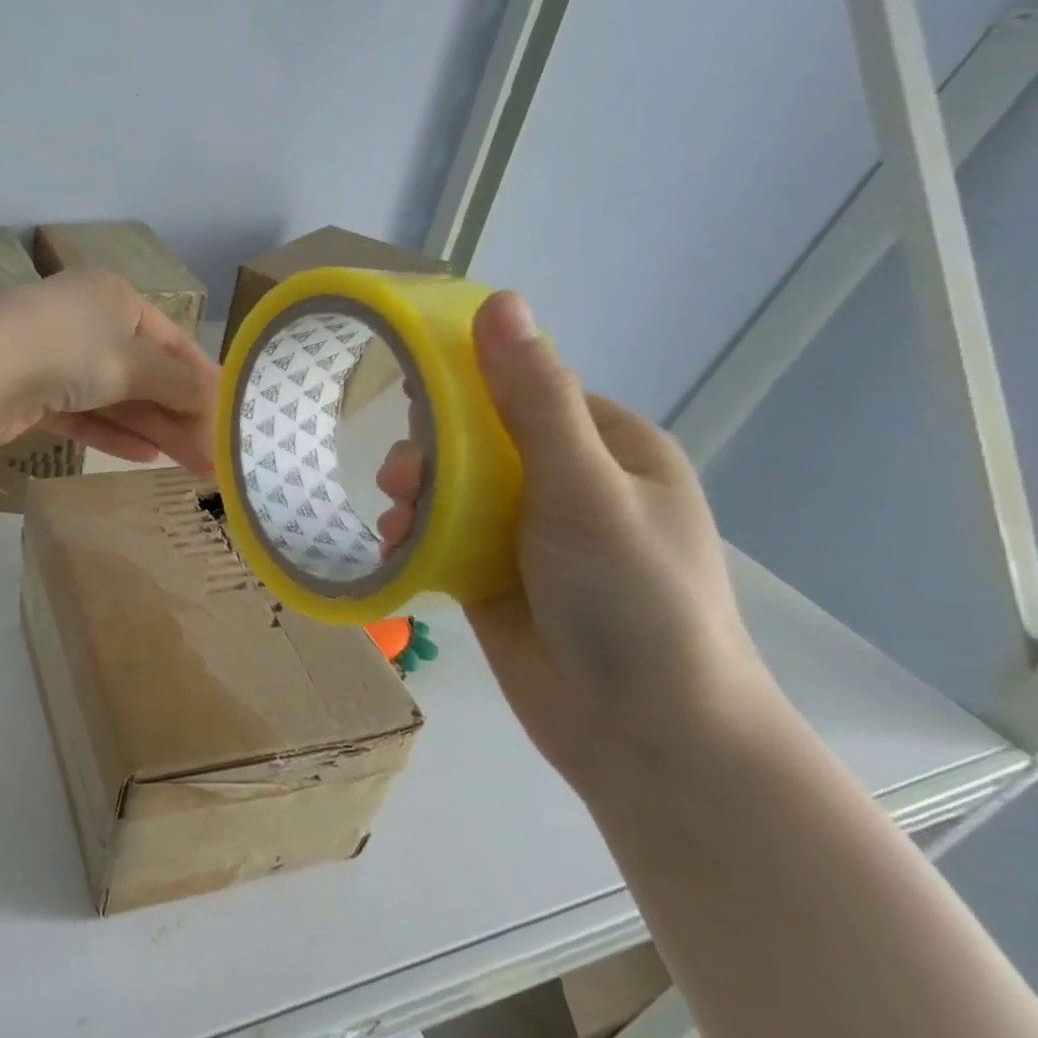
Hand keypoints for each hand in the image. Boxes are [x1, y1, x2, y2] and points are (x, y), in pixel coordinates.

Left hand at [0, 269, 219, 474]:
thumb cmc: (72, 351)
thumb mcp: (136, 363)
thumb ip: (179, 383)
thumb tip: (214, 397)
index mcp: (114, 297)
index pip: (171, 339)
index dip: (201, 378)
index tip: (226, 413)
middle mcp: (86, 321)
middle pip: (144, 374)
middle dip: (179, 416)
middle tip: (212, 457)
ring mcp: (56, 357)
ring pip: (115, 397)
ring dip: (153, 429)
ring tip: (190, 466)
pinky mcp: (33, 393)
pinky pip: (84, 414)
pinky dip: (113, 433)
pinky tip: (145, 456)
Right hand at [376, 291, 778, 795]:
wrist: (645, 738)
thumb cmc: (632, 601)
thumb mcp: (582, 489)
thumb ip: (532, 399)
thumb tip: (500, 299)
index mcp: (608, 447)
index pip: (523, 387)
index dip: (464, 385)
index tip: (410, 396)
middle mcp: (568, 483)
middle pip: (477, 438)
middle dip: (431, 452)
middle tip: (402, 480)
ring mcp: (529, 534)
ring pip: (451, 489)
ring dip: (415, 496)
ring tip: (395, 521)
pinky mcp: (494, 577)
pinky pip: (440, 537)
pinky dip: (412, 538)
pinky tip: (392, 550)